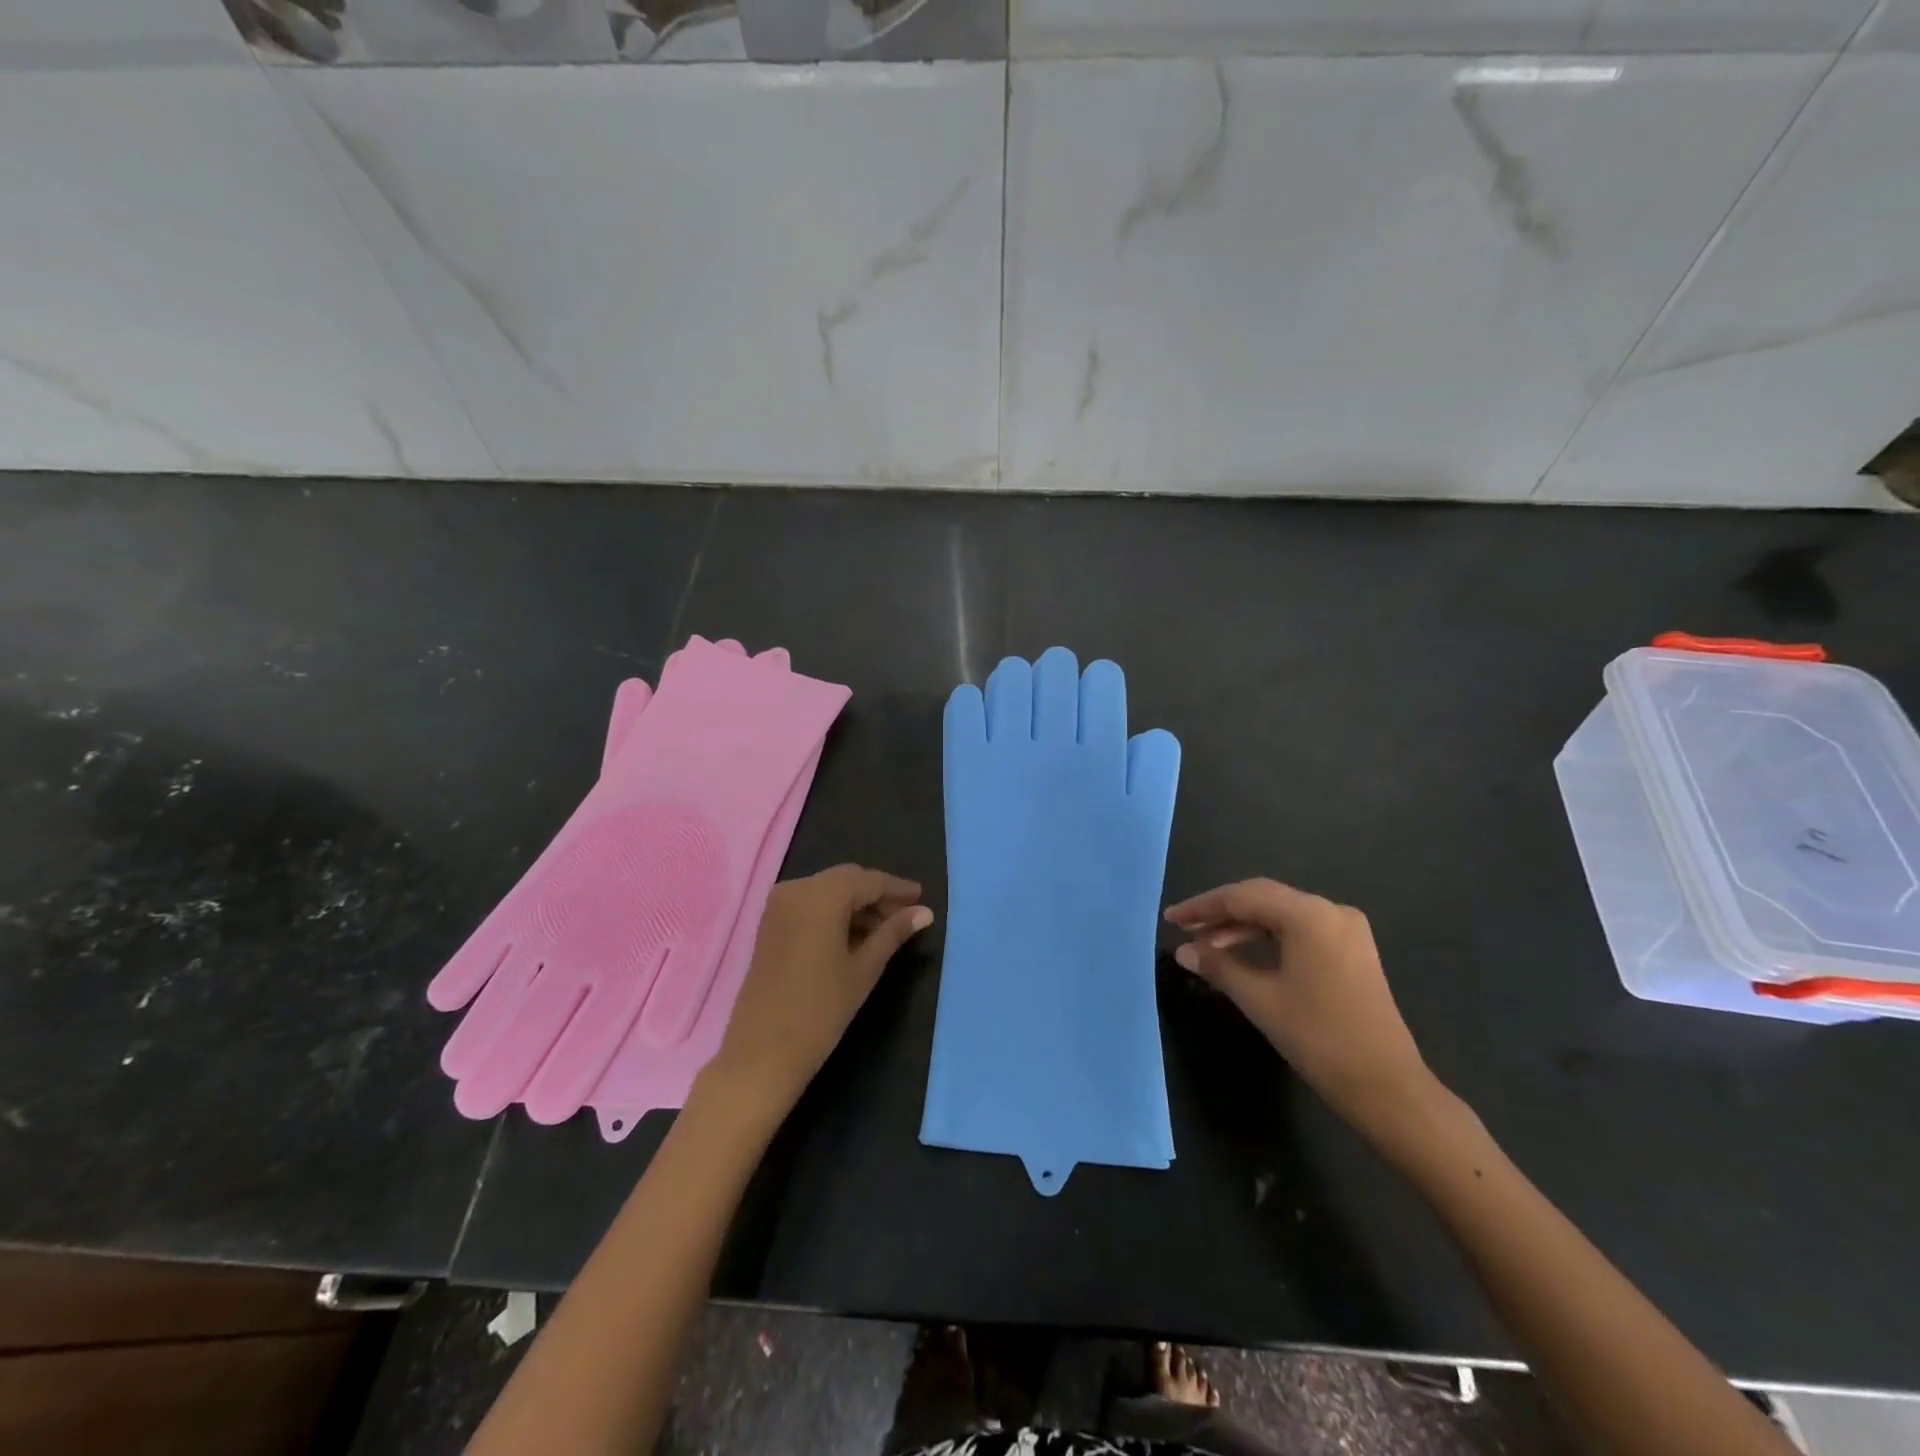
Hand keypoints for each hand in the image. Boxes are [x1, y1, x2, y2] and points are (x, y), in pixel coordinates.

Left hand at [704, 865, 931, 1119]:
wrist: (762, 1051)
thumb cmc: (820, 1009)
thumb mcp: (864, 969)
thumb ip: (893, 933)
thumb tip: (925, 912)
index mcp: (822, 894)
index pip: (869, 880)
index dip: (897, 889)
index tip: (922, 897)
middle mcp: (797, 888)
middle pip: (847, 880)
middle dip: (877, 896)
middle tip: (908, 916)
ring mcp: (779, 905)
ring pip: (829, 891)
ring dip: (857, 905)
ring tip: (886, 931)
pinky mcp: (771, 923)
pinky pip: (811, 904)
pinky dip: (835, 913)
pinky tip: (856, 935)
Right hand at [1165, 879, 1438, 1140]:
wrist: (1386, 1087)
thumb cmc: (1319, 1038)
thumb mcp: (1260, 999)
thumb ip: (1218, 966)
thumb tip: (1183, 951)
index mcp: (1310, 915)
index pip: (1243, 897)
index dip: (1202, 906)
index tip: (1171, 918)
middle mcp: (1330, 911)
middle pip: (1263, 898)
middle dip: (1220, 912)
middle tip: (1184, 928)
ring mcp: (1346, 929)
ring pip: (1281, 914)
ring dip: (1242, 926)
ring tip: (1206, 945)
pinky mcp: (1352, 949)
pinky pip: (1299, 930)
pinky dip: (1267, 937)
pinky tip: (1242, 952)